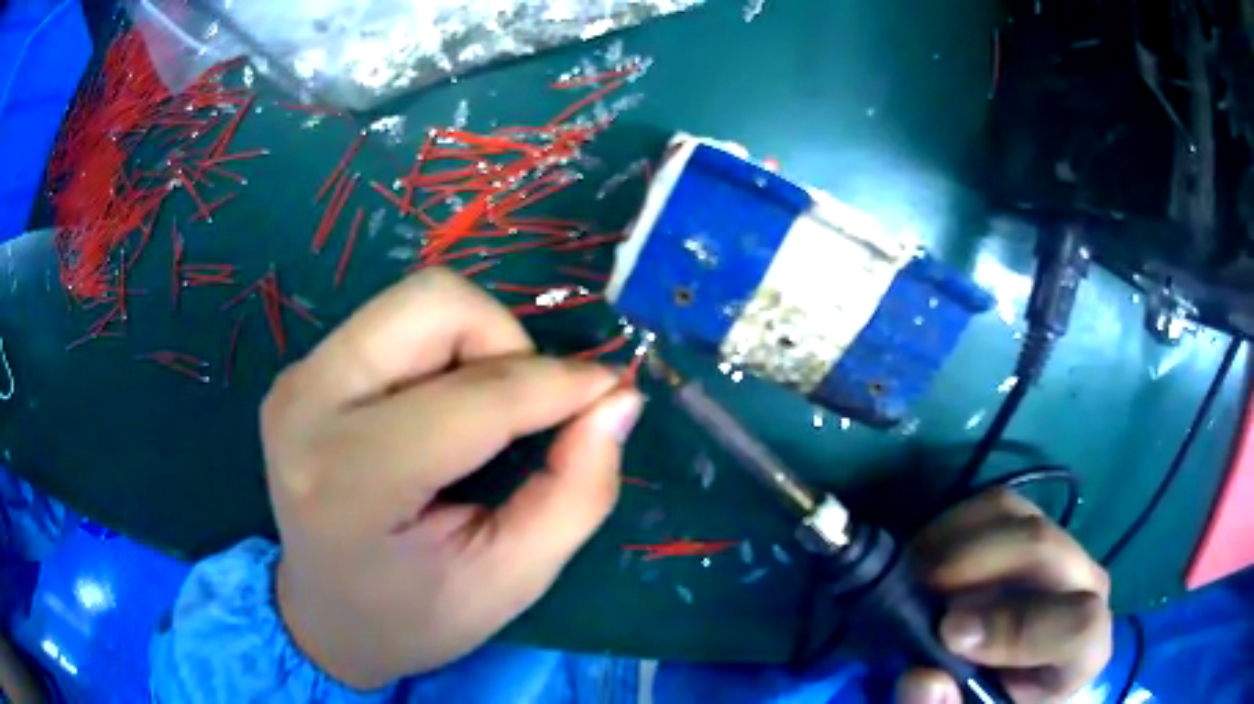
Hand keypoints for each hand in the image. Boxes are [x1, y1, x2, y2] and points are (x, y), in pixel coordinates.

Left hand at [262, 269, 643, 688]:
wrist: (320, 618)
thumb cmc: (412, 618)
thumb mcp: (508, 581)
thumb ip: (575, 494)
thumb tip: (617, 399)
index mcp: (350, 478)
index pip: (474, 397)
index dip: (559, 384)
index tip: (610, 391)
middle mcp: (309, 404)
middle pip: (433, 302)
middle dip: (505, 341)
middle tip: (526, 409)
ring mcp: (297, 379)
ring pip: (414, 301)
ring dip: (475, 342)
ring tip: (484, 414)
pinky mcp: (301, 372)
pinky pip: (391, 323)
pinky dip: (441, 352)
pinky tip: (439, 414)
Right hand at [896, 490, 1112, 703]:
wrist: (1004, 674)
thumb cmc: (995, 701)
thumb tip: (923, 677)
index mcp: (1083, 649)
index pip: (1079, 625)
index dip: (1018, 627)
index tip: (949, 633)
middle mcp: (1084, 586)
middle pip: (1045, 548)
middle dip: (978, 562)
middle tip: (920, 587)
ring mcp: (1060, 548)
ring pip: (1017, 516)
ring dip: (958, 539)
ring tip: (914, 574)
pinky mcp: (1032, 528)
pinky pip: (996, 505)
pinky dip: (953, 524)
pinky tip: (926, 555)